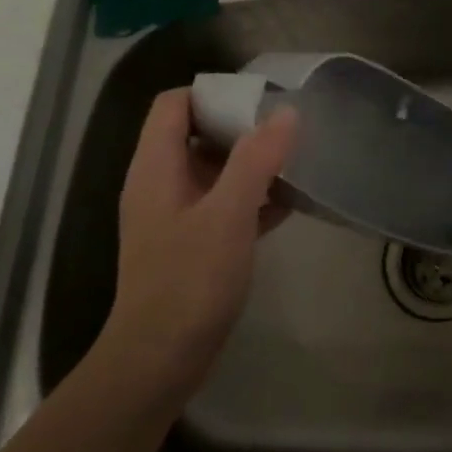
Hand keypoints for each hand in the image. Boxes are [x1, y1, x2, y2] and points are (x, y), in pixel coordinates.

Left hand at [100, 88, 298, 387]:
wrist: (161, 358)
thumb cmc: (190, 280)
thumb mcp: (228, 214)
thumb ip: (256, 160)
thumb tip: (286, 113)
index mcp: (156, 168)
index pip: (174, 104)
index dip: (213, 93)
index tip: (260, 100)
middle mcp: (160, 184)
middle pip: (196, 133)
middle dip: (241, 126)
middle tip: (287, 129)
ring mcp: (176, 216)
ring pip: (213, 171)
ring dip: (250, 163)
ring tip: (295, 161)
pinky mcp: (192, 244)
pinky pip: (223, 204)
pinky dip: (250, 198)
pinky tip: (287, 204)